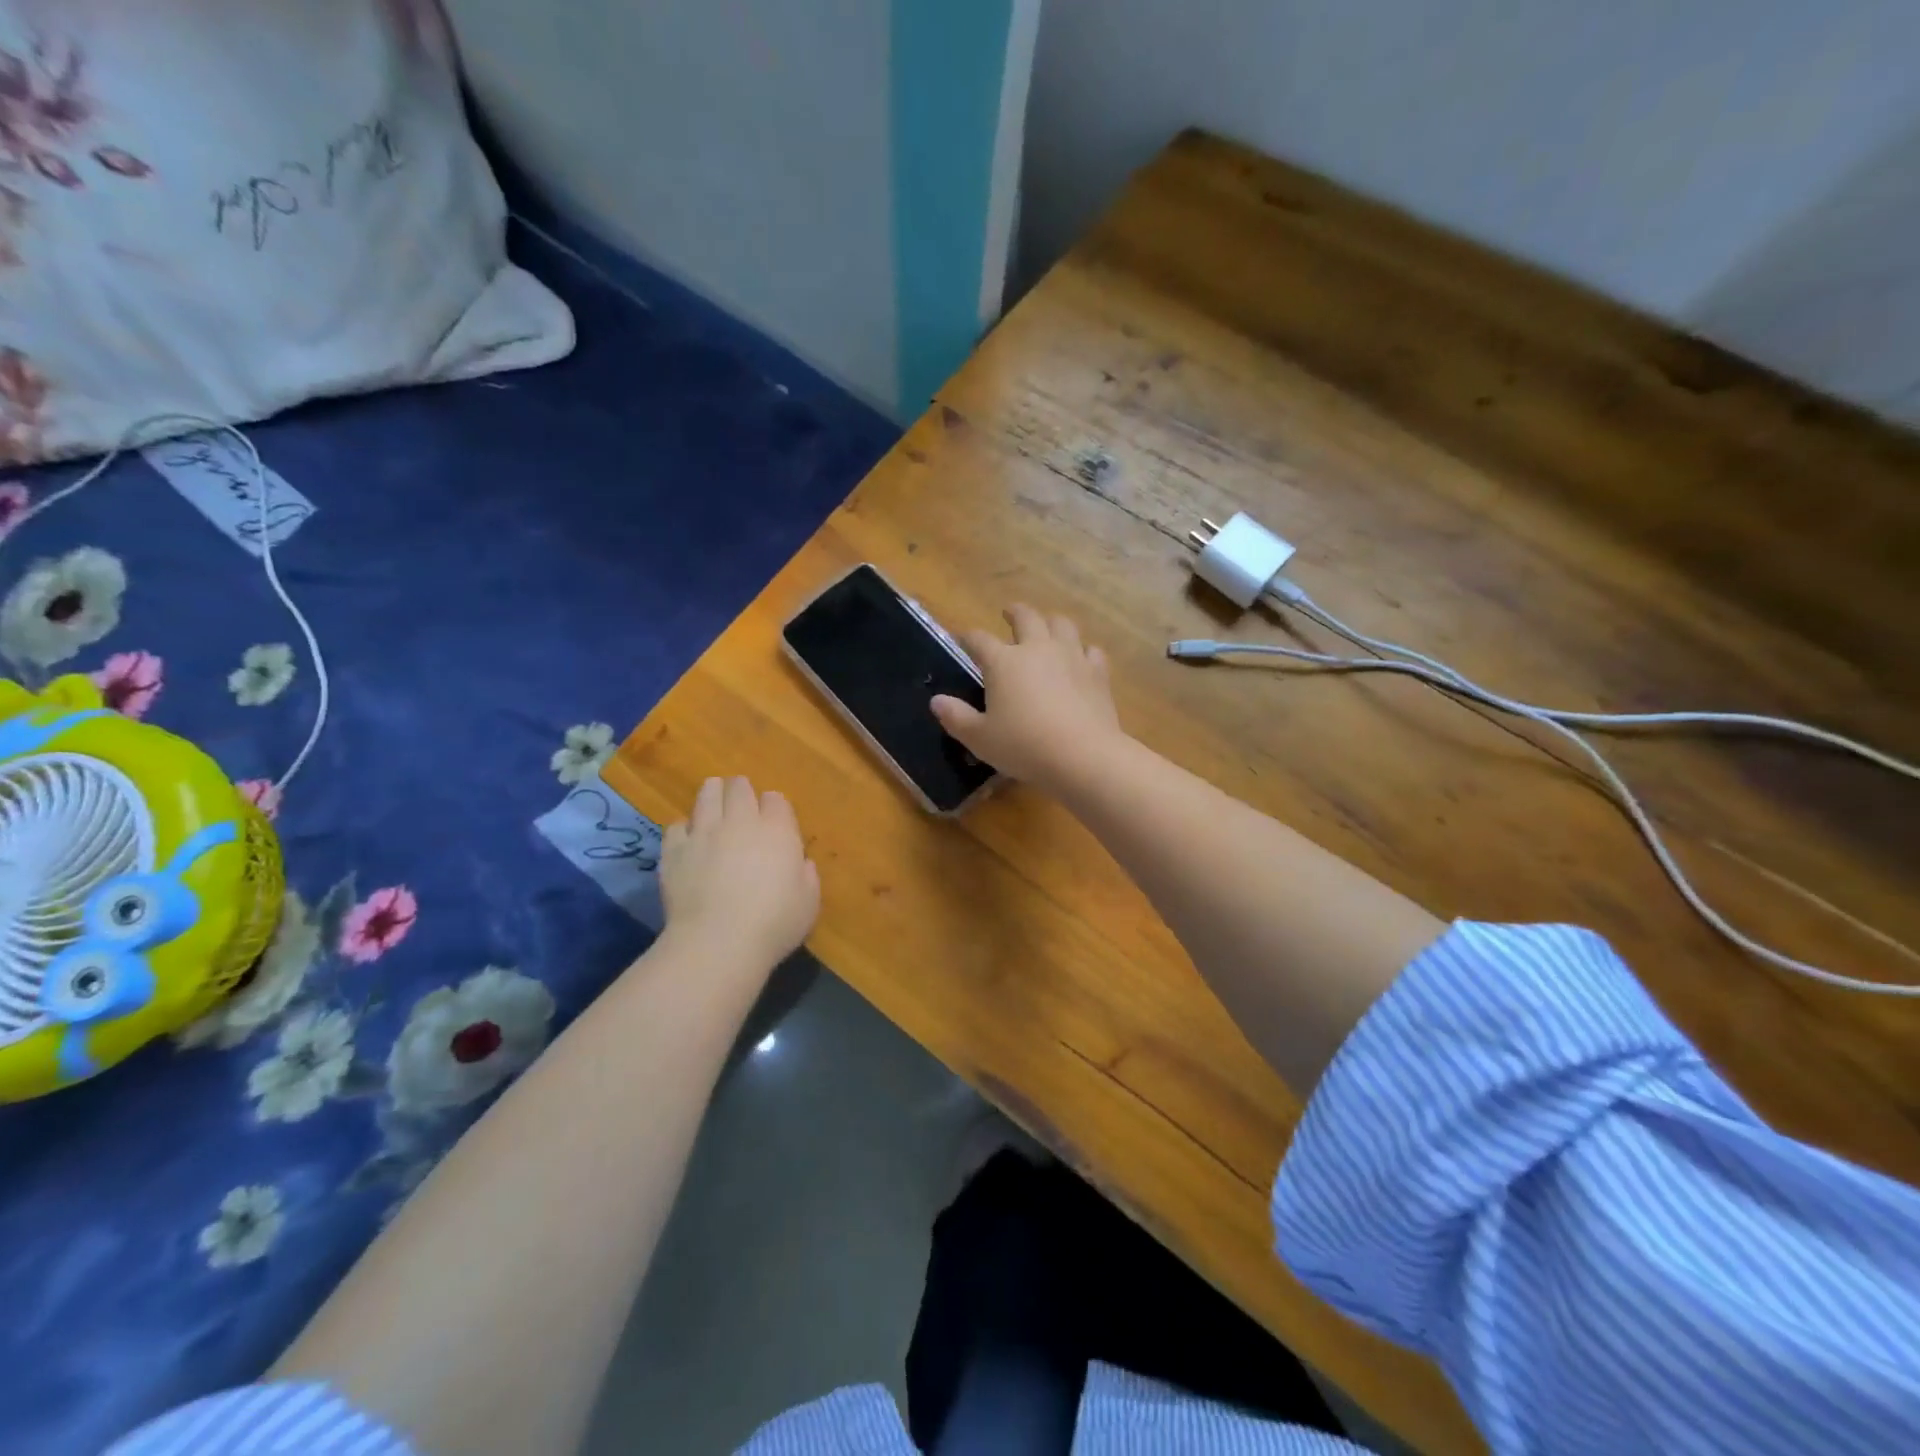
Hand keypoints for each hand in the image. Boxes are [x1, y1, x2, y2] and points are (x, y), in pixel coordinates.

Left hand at [661, 777, 819, 969]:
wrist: (718, 943)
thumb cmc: (774, 923)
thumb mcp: (809, 902)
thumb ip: (807, 876)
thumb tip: (800, 863)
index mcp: (777, 830)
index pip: (776, 798)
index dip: (774, 806)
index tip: (774, 821)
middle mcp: (740, 821)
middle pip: (739, 786)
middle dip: (741, 791)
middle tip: (742, 805)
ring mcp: (703, 832)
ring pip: (706, 794)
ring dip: (713, 795)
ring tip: (714, 805)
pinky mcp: (674, 850)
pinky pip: (676, 825)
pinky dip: (684, 829)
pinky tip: (688, 841)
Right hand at [931, 605, 1123, 794]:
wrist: (1082, 755)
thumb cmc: (1023, 746)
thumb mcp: (980, 738)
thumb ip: (956, 718)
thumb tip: (937, 701)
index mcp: (1003, 662)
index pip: (979, 640)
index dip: (968, 637)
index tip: (963, 638)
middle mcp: (1037, 649)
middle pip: (1026, 617)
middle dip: (1014, 612)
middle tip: (1009, 612)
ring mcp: (1071, 657)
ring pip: (1062, 625)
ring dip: (1051, 622)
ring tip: (1047, 626)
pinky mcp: (1097, 673)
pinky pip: (1091, 650)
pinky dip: (1083, 650)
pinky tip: (1081, 658)